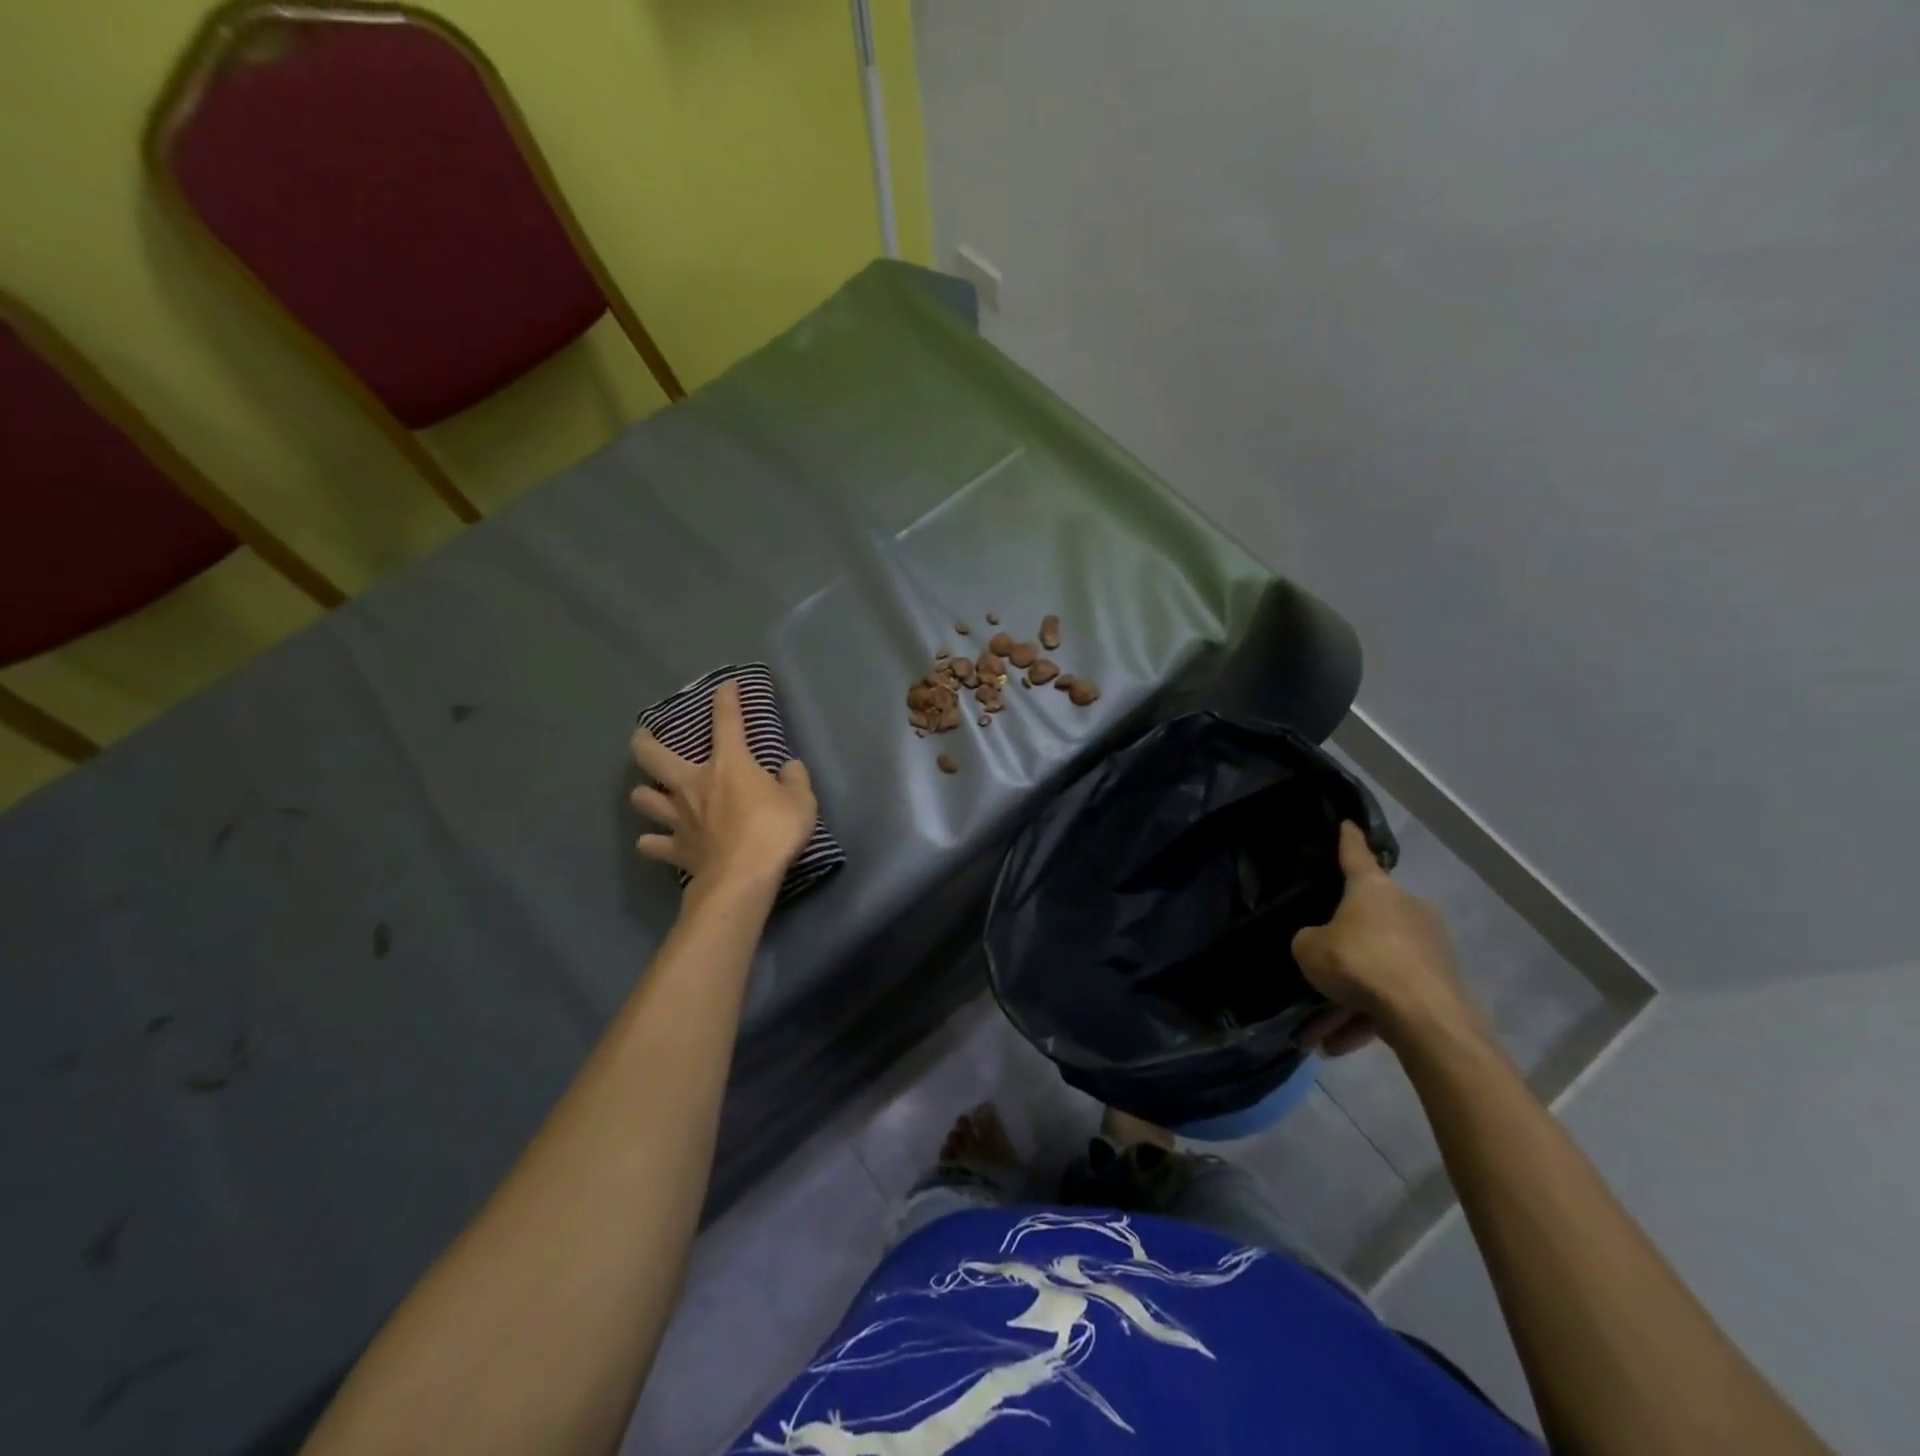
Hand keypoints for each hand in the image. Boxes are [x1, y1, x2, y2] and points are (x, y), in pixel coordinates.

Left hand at [629, 680, 817, 899]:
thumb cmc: (775, 830)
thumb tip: (789, 768)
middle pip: (653, 756)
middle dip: (644, 741)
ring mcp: (679, 817)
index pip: (726, 721)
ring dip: (644, 793)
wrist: (744, 876)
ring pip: (643, 798)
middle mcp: (694, 784)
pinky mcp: (674, 849)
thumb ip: (795, 780)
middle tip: (644, 736)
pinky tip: (654, 841)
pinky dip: (652, 842)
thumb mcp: (802, 801)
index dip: (726, 699)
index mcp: (728, 765)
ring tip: (651, 793)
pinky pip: (652, 844)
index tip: (725, 686)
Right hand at [1292, 822, 1477, 1055]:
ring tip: (1319, 1035)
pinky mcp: (1440, 985)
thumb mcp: (1309, 949)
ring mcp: (1428, 949)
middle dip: (1341, 951)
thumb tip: (1322, 947)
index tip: (1348, 824)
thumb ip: (1310, 942)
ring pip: (1377, 969)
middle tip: (1316, 972)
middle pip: (1365, 924)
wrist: (1422, 1016)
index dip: (1348, 841)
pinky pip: (1392, 997)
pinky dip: (1367, 1018)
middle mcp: (1406, 911)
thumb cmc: (1359, 963)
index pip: (1356, 856)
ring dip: (1347, 999)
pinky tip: (1338, 1047)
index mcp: (1374, 890)